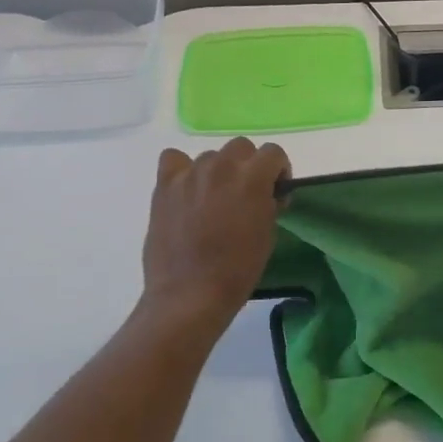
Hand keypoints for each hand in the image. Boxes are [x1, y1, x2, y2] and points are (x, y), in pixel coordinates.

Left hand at [141, 138, 290, 335]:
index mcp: (252, 177)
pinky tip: (186, 190)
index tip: (274, 191)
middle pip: (241, 147)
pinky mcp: (165, 185)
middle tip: (244, 195)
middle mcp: (221, 166)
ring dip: (217, 172)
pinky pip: (174, 159)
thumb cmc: (237, 270)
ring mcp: (190, 173)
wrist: (190, 294)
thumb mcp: (268, 234)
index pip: (273, 153)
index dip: (278, 170)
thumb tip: (267, 193)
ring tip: (212, 201)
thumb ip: (269, 203)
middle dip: (248, 166)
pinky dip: (182, 170)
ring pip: (210, 156)